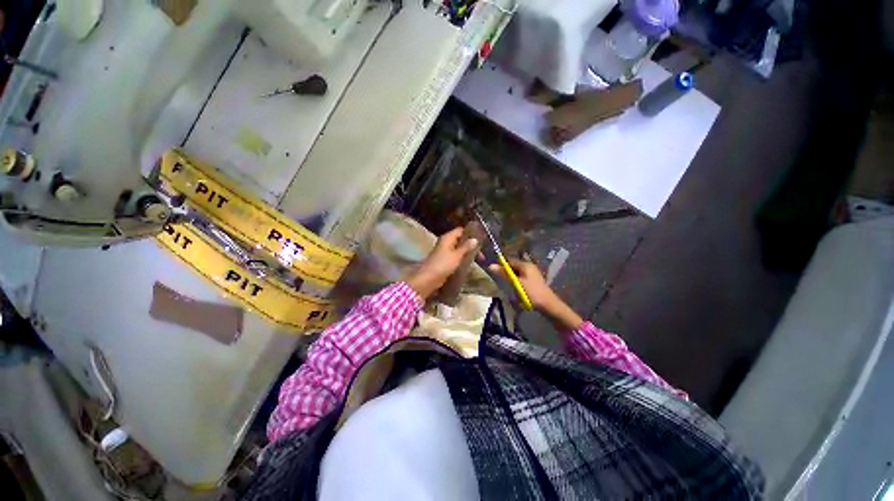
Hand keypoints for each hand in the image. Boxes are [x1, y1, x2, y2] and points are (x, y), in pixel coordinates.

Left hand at [407, 228, 478, 298]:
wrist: (429, 278)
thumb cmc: (443, 264)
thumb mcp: (457, 255)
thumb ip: (466, 247)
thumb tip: (475, 239)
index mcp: (447, 238)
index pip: (461, 230)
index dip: (470, 233)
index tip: (481, 239)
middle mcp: (446, 242)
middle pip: (460, 240)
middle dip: (470, 245)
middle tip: (481, 253)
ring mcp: (444, 252)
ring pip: (458, 249)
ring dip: (467, 253)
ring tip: (478, 259)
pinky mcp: (445, 260)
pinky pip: (455, 256)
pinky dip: (462, 258)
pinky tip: (469, 263)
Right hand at [489, 258, 583, 330]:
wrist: (548, 305)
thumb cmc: (531, 292)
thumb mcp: (516, 283)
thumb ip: (504, 274)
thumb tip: (491, 265)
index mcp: (525, 265)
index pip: (509, 260)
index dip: (501, 264)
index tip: (494, 271)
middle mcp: (529, 266)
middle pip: (514, 266)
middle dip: (506, 272)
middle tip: (500, 279)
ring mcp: (532, 273)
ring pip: (517, 272)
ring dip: (511, 277)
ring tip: (507, 284)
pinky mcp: (533, 280)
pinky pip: (521, 277)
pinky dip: (517, 281)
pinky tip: (515, 288)